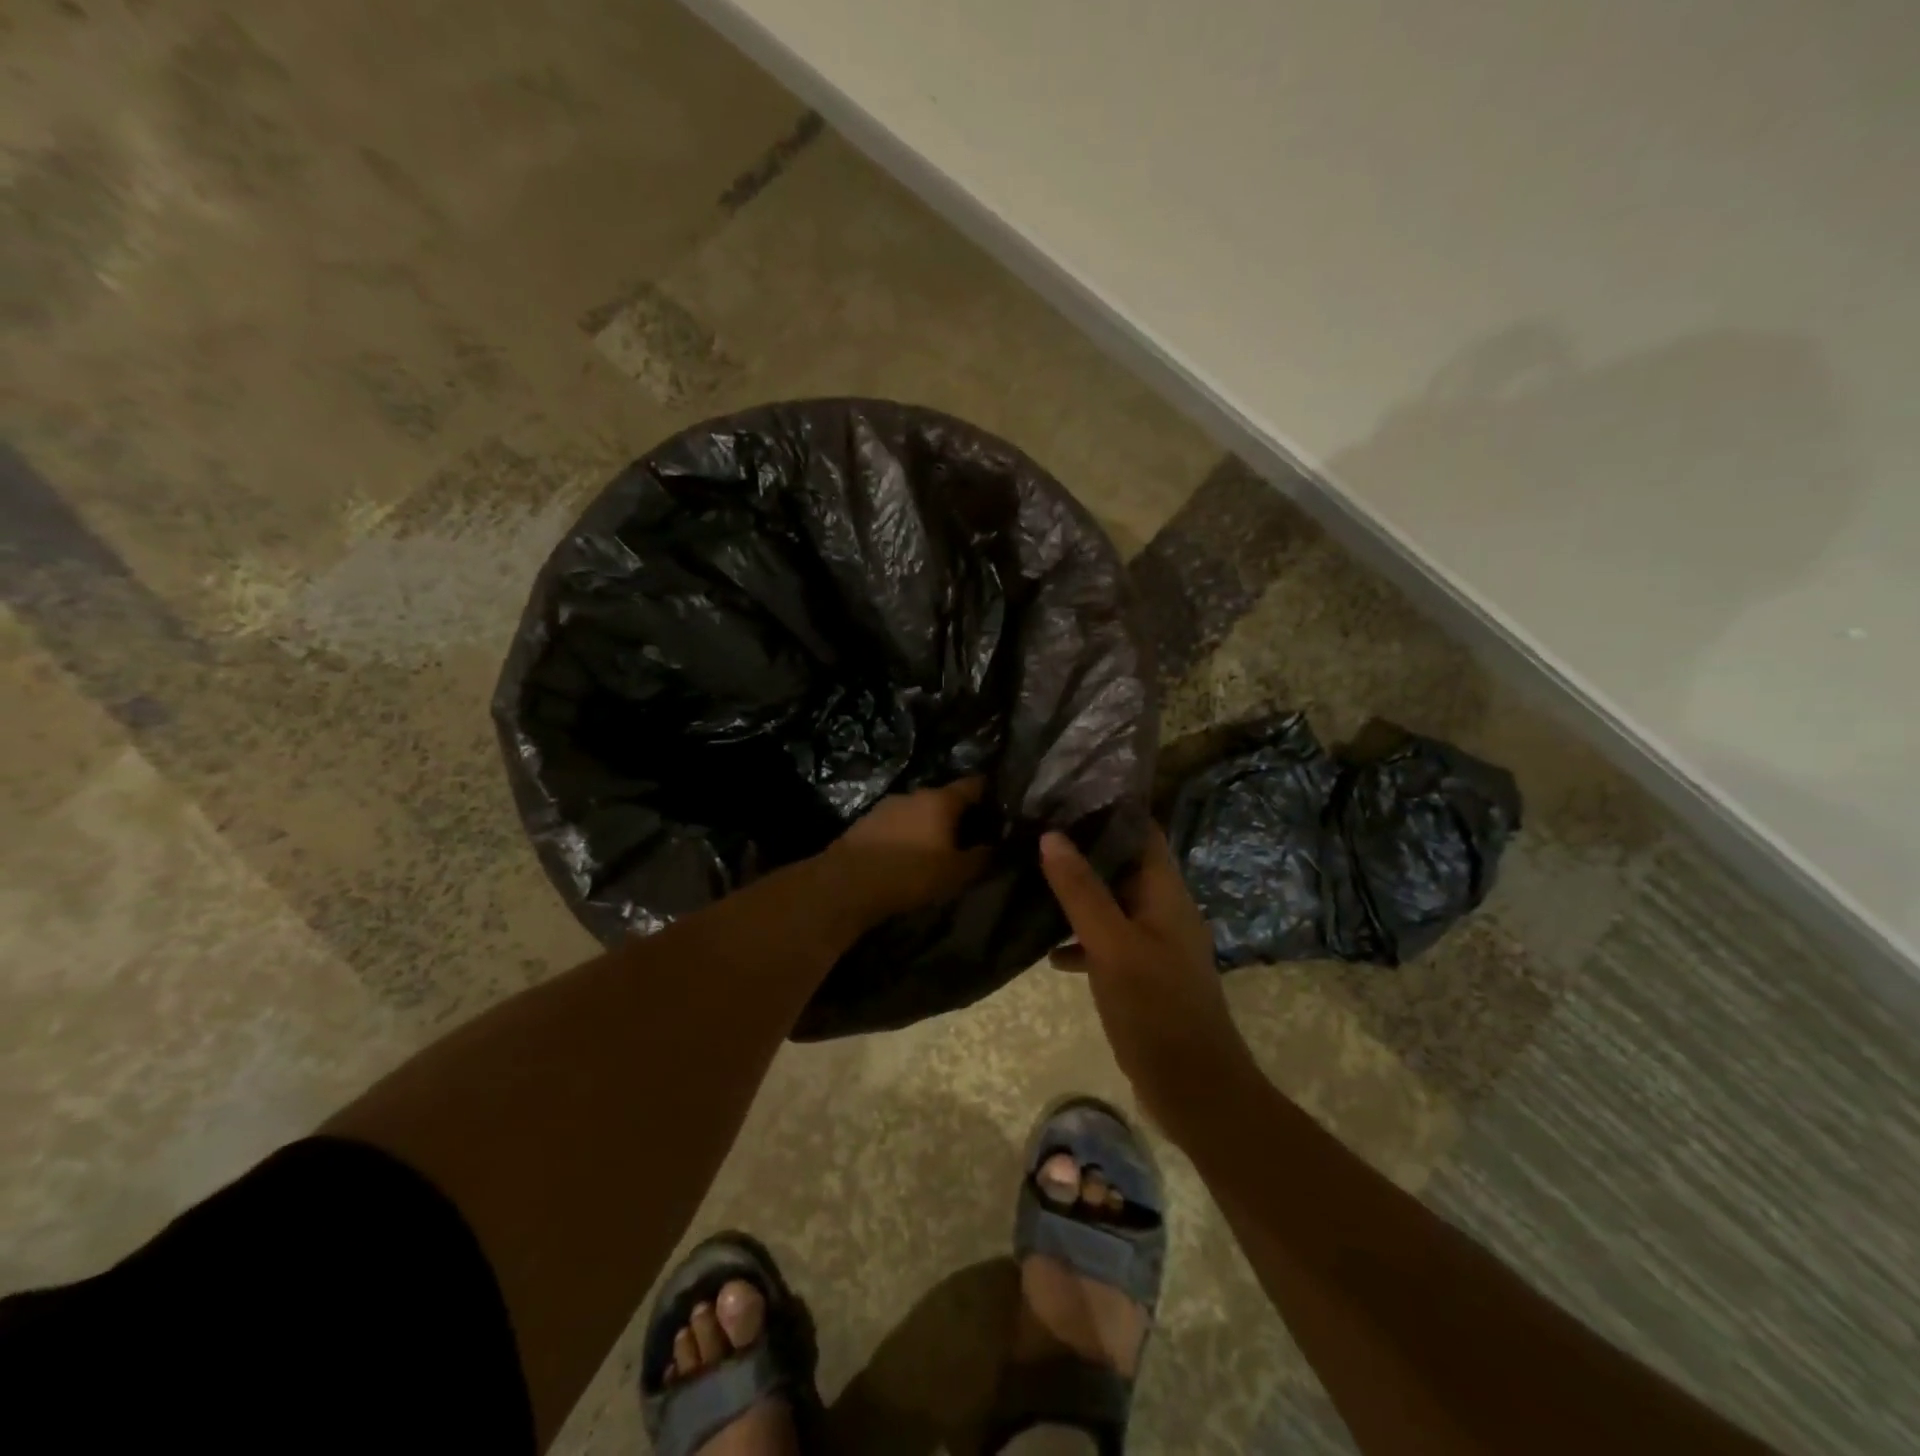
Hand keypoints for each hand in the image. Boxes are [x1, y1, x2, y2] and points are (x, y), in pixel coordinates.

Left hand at [829, 778, 993, 924]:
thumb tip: (994, 847)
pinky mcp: (865, 823)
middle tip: (970, 836)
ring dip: (929, 826)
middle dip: (957, 815)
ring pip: (917, 811)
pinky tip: (907, 856)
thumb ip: (980, 858)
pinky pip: (896, 825)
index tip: (999, 806)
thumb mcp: (955, 873)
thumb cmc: (910, 873)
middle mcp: (913, 795)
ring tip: (938, 849)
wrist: (846, 883)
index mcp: (940, 800)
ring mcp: (886, 806)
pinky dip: (906, 835)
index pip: (973, 785)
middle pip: (944, 798)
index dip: (988, 793)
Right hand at [1041, 826, 1256, 1132]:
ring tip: (1031, 877)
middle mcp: (1163, 910)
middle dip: (1082, 848)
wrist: (1194, 1089)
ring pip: (1111, 904)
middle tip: (1033, 831)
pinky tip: (1047, 951)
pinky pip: (1107, 941)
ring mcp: (1154, 943)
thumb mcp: (1112, 945)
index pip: (1142, 832)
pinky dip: (1080, 939)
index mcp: (1166, 893)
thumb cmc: (1156, 1009)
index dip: (1108, 809)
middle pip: (1122, 864)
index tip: (1064, 793)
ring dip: (1077, 894)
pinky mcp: (1142, 974)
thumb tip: (1051, 836)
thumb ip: (1081, 891)